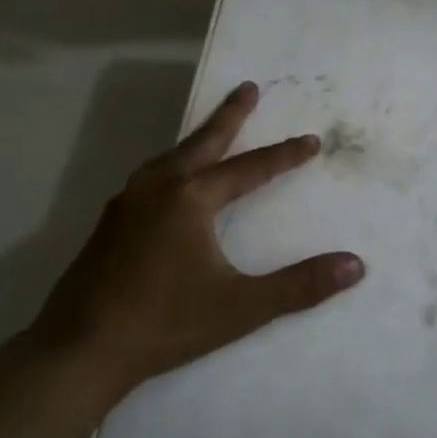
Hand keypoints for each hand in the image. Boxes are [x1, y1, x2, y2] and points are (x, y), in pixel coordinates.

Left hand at [35, 81, 364, 399]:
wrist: (80, 349)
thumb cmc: (165, 324)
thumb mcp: (241, 307)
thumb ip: (299, 285)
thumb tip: (355, 265)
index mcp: (191, 200)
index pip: (250, 169)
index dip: (284, 156)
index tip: (311, 141)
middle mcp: (158, 189)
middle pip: (203, 142)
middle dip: (230, 115)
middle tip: (248, 88)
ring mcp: (127, 203)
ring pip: (169, 157)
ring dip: (196, 139)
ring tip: (211, 132)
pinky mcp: (108, 223)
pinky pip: (148, 177)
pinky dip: (169, 165)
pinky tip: (167, 183)